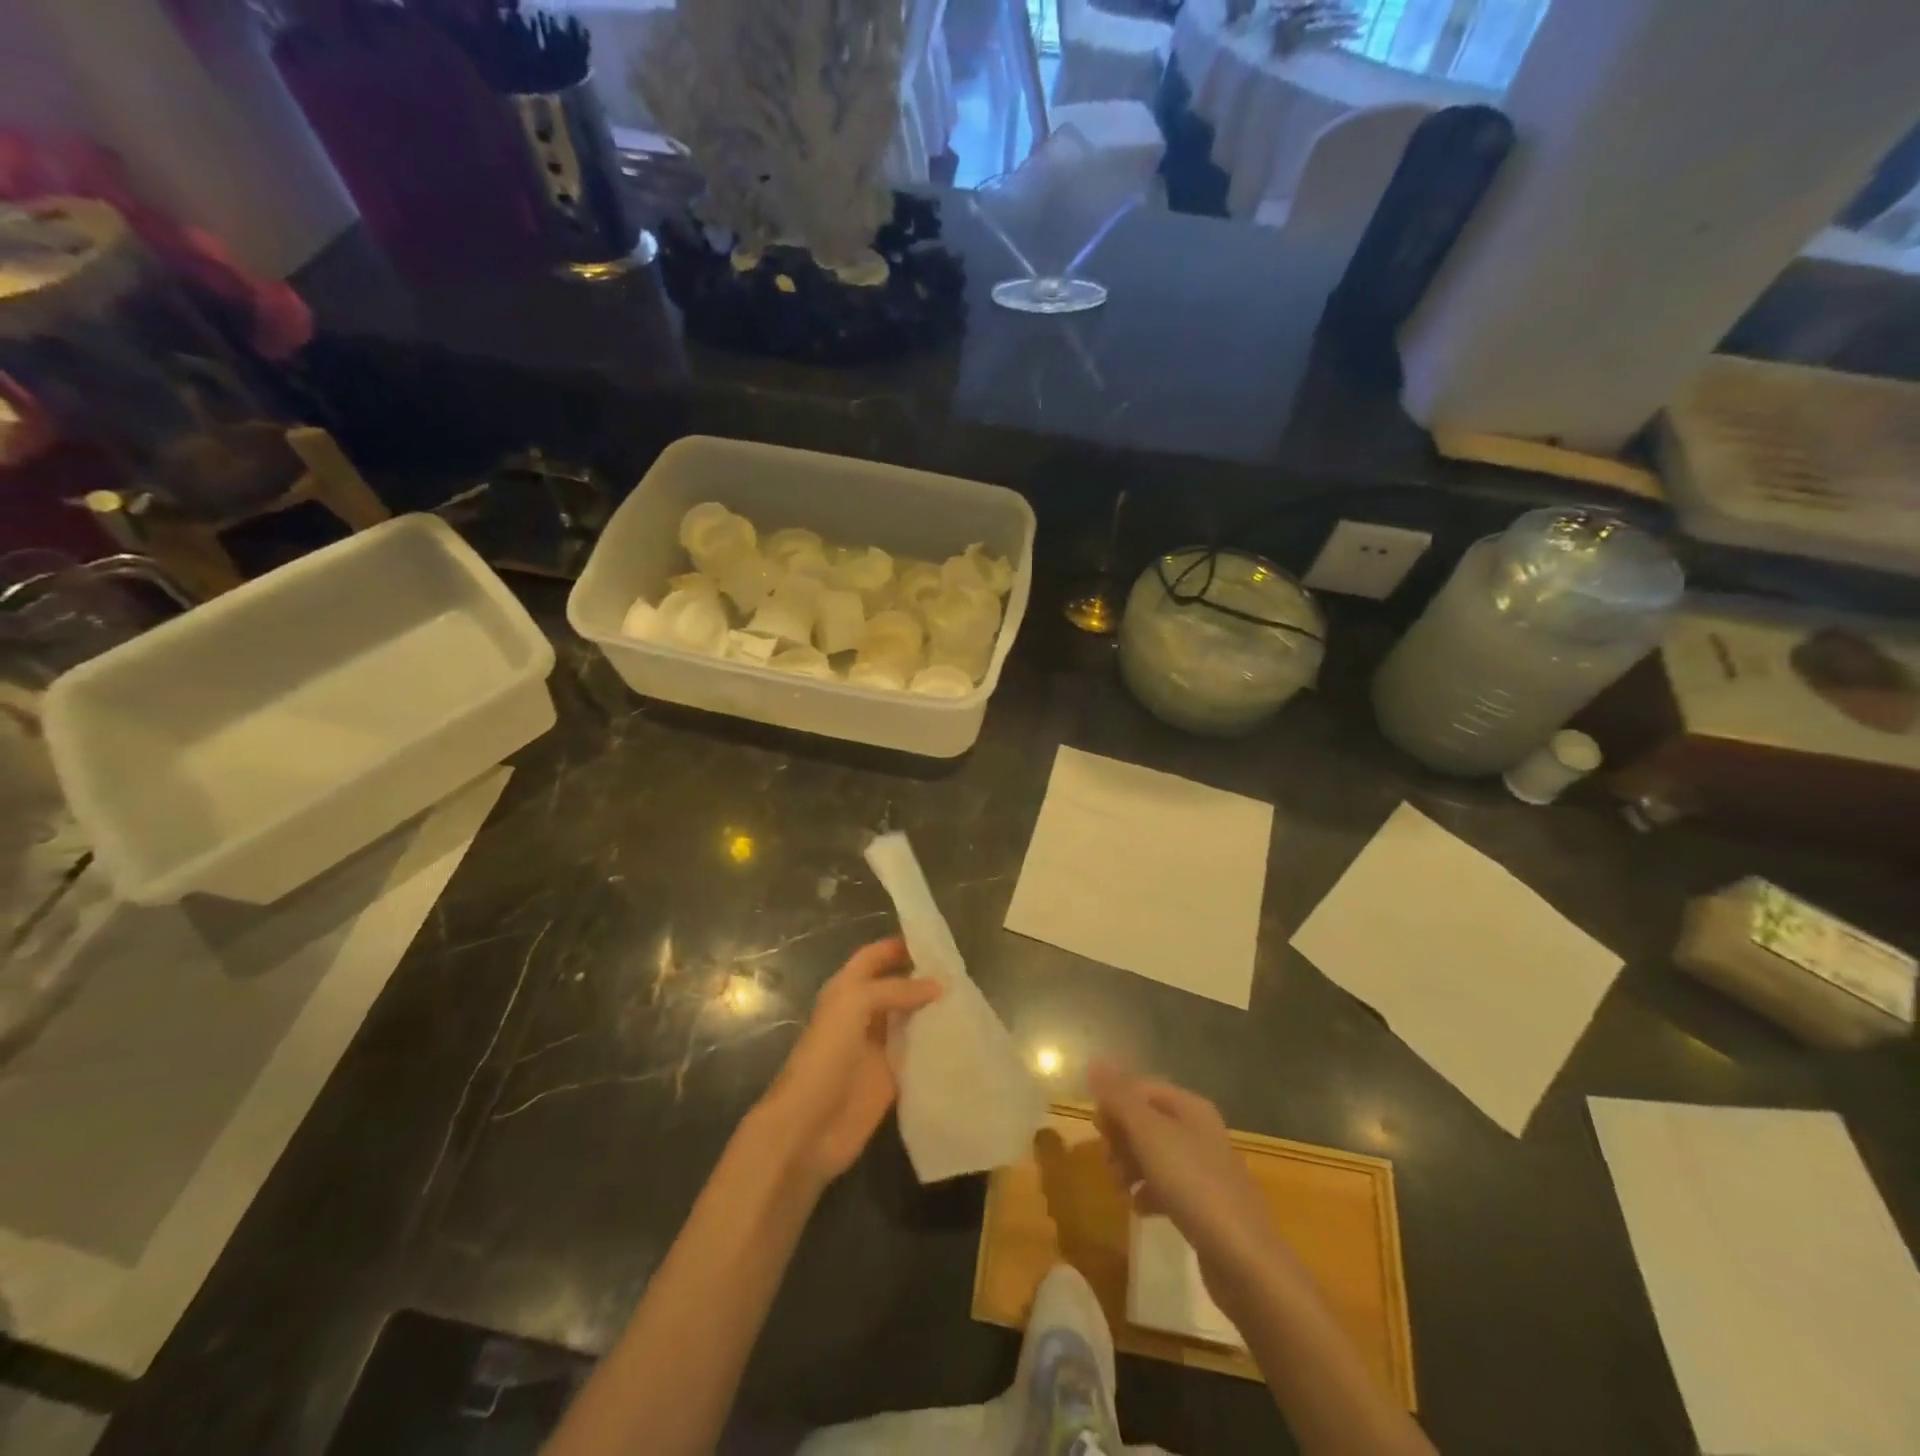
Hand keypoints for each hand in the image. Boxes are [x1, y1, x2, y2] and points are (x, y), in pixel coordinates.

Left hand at [757, 938, 940, 1190]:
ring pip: (911, 1019)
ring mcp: (877, 1047)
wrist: (807, 1128)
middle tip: (964, 970)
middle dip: (924, 977)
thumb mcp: (854, 1006)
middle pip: (897, 987)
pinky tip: (963, 1037)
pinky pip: (918, 1054)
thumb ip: (894, 990)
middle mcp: (863, 1014)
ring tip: (971, 999)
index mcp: (847, 990)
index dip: (900, 945)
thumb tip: (938, 986)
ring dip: (934, 1010)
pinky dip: (937, 1045)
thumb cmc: (825, 1057)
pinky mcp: (891, 1078)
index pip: (875, 957)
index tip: (937, 939)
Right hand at [1089, 1059, 1283, 1295]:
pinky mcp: (1204, 1203)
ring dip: (1130, 1165)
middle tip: (1107, 1159)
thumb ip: (1120, 1098)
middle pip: (1147, 1120)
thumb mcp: (1150, 1134)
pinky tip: (1139, 1208)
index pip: (1142, 1088)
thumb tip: (1094, 1060)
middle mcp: (1199, 1130)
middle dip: (1121, 1136)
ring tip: (1119, 1187)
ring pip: (1154, 1153)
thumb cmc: (1193, 1185)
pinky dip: (1148, 1191)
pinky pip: (1166, 1185)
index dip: (1115, 1101)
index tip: (1096, 1127)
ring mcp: (1204, 1168)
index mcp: (1190, 1107)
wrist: (1244, 1259)